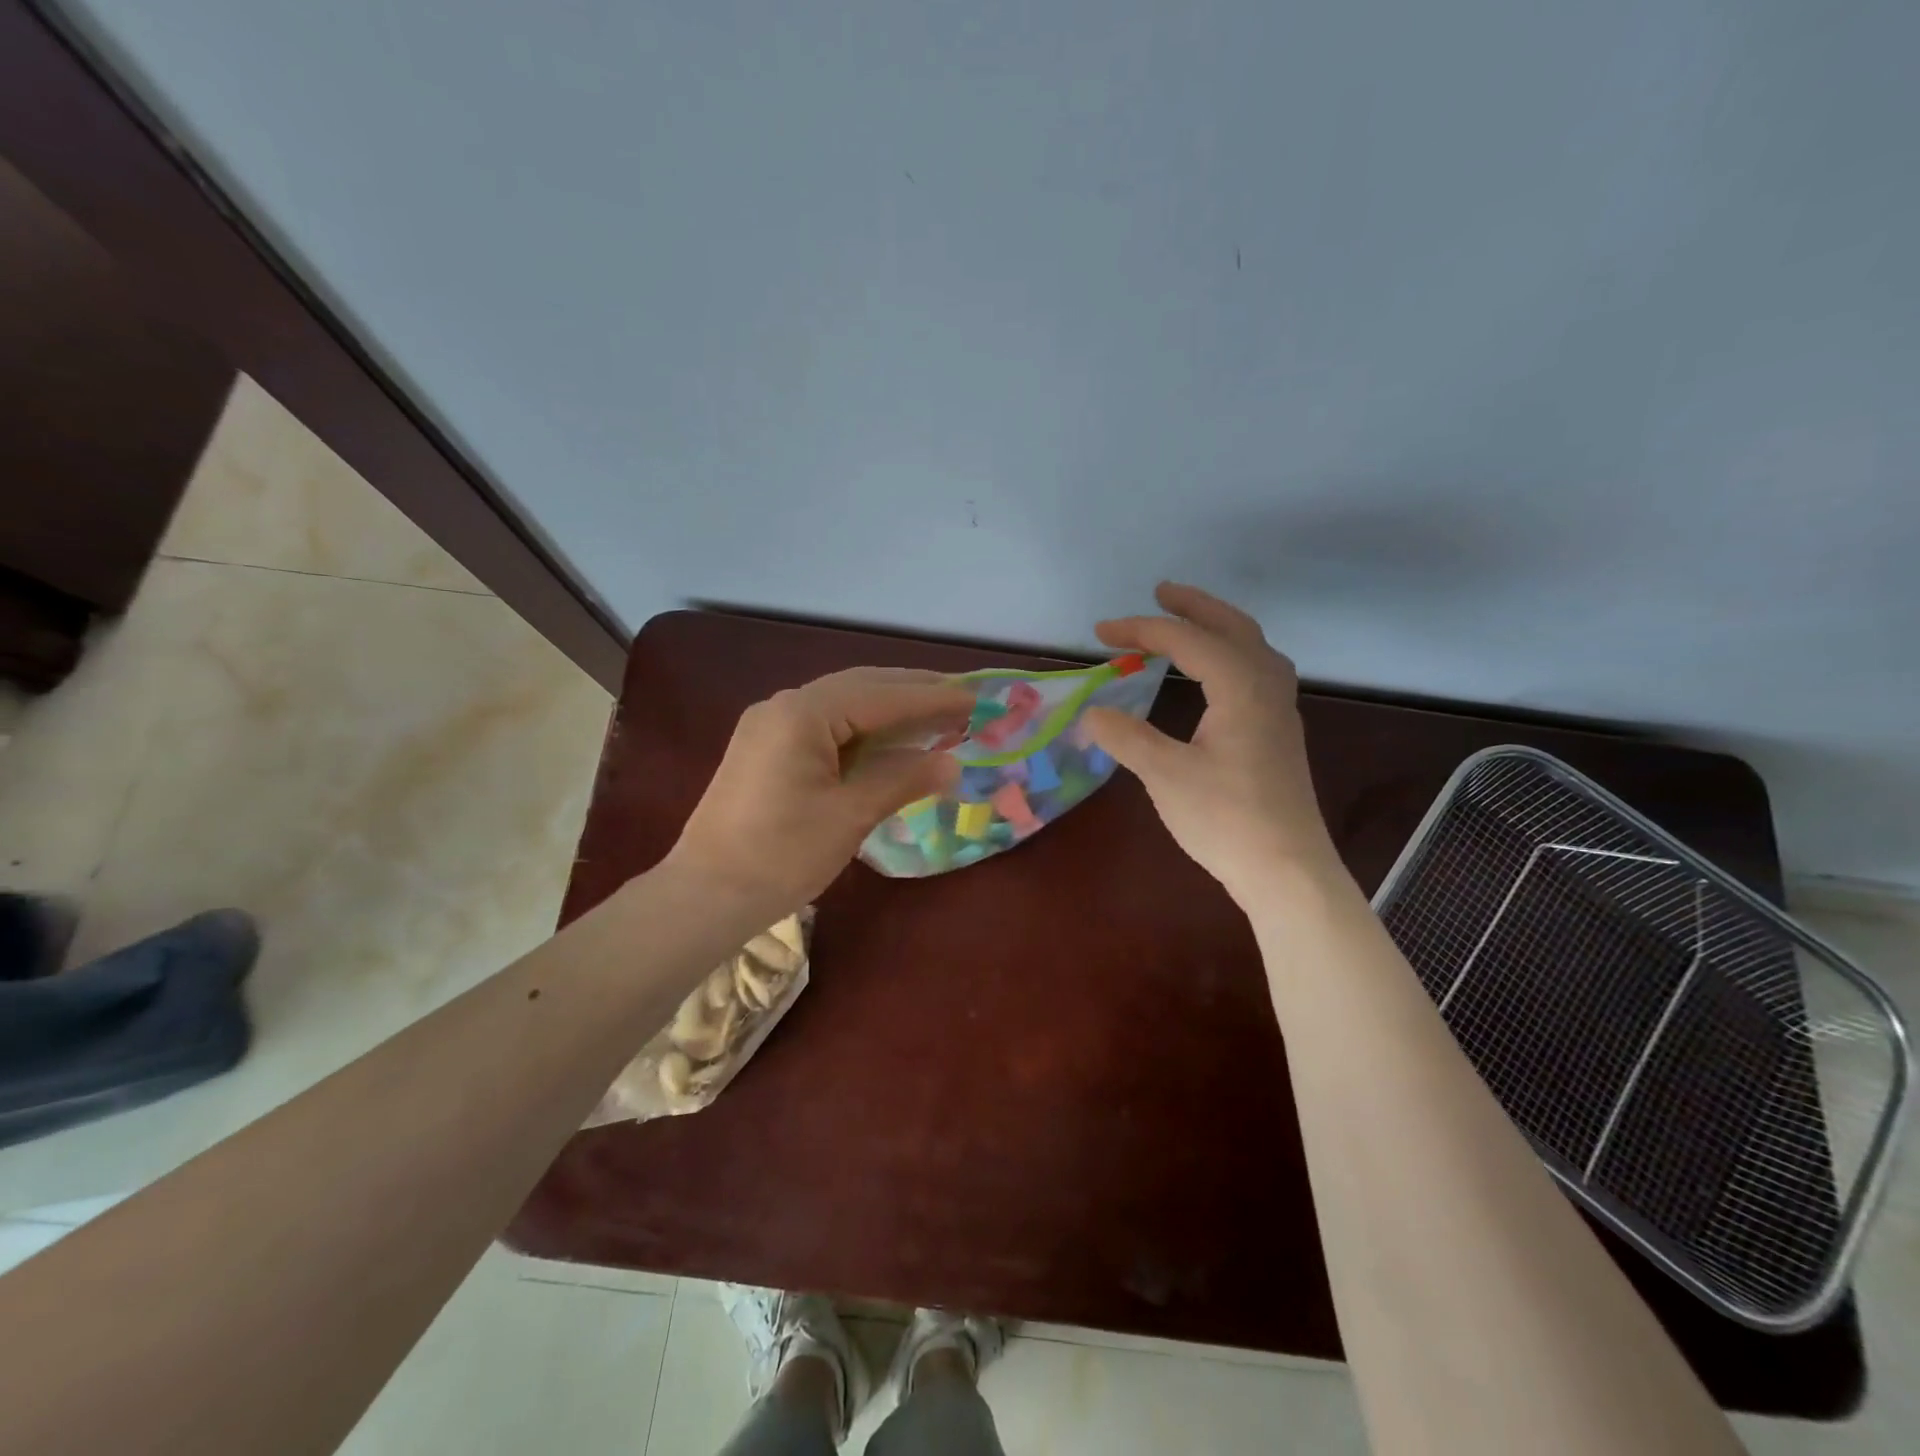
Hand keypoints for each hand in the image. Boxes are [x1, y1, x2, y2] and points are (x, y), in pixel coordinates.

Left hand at [666, 667, 971, 918]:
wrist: (704, 896)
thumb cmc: (780, 855)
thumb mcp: (849, 816)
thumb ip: (901, 780)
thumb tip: (951, 764)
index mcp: (802, 714)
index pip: (881, 696)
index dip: (932, 698)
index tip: (975, 699)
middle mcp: (783, 706)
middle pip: (861, 687)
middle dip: (912, 692)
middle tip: (961, 699)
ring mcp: (770, 725)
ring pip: (842, 704)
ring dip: (888, 708)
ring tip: (934, 714)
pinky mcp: (766, 748)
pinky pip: (825, 725)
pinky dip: (862, 729)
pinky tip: (887, 739)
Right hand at [1083, 583, 1340, 906]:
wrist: (1286, 869)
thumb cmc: (1226, 818)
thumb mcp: (1165, 775)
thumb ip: (1127, 737)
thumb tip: (1093, 712)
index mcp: (1240, 687)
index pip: (1186, 641)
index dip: (1141, 630)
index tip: (1100, 632)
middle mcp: (1266, 687)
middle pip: (1233, 627)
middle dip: (1194, 606)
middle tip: (1160, 593)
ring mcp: (1279, 710)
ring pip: (1253, 647)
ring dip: (1218, 627)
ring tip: (1187, 624)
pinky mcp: (1279, 734)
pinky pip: (1258, 670)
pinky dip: (1231, 654)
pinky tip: (1216, 675)